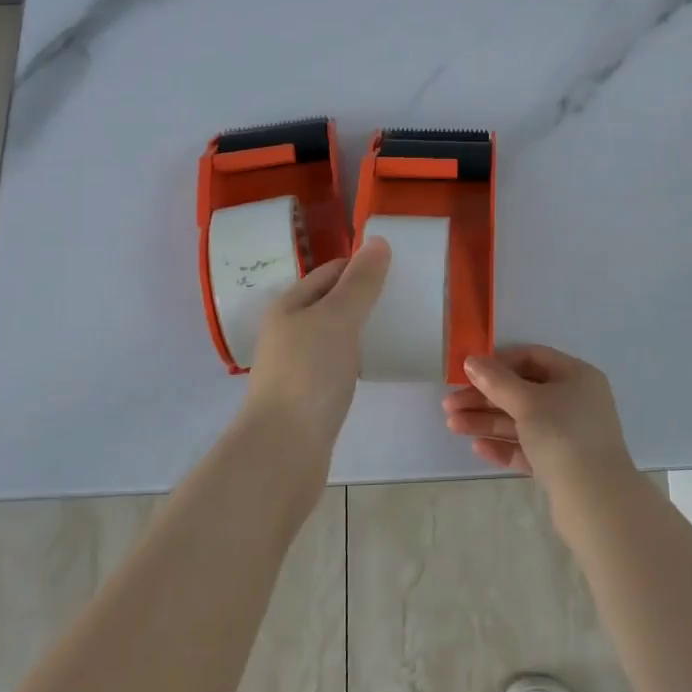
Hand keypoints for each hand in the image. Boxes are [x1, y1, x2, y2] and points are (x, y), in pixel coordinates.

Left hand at [243, 238, 391, 450]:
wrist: (283, 450)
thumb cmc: (309, 374)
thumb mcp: (337, 319)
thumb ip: (360, 283)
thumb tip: (378, 242)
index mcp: (289, 305)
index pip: (331, 271)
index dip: (362, 266)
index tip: (401, 269)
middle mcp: (289, 330)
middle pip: (333, 302)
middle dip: (366, 297)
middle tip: (408, 297)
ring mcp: (297, 364)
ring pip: (336, 334)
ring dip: (364, 329)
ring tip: (401, 327)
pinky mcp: (309, 395)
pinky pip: (338, 363)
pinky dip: (358, 357)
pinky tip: (378, 364)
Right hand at [442, 345, 637, 497]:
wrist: (595, 502)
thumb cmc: (563, 436)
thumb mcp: (527, 402)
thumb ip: (497, 381)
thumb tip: (472, 361)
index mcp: (576, 376)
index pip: (532, 357)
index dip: (499, 363)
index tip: (467, 372)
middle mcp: (575, 401)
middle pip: (523, 391)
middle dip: (485, 397)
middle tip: (449, 405)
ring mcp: (569, 435)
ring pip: (522, 421)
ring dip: (488, 421)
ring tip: (453, 426)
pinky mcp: (561, 465)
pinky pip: (528, 448)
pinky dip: (504, 445)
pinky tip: (478, 448)